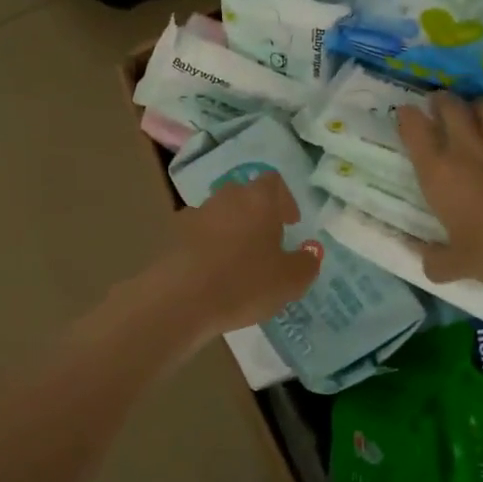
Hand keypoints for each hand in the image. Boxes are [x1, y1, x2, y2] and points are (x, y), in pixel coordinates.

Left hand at [149, 172, 320, 336]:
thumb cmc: (244, 283)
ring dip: (230, 230)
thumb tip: (310, 251)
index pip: (273, 182)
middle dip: (256, 214)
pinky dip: (207, 247)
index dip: (284, 200)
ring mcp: (194, 214)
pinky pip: (197, 235)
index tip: (290, 224)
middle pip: (243, 196)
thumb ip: (306, 263)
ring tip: (237, 261)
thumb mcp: (290, 281)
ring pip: (218, 215)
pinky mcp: (172, 236)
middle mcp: (225, 198)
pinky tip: (211, 273)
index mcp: (258, 200)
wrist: (180, 299)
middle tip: (266, 243)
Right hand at [398, 94, 482, 293]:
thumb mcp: (462, 265)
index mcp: (440, 172)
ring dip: (476, 106)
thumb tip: (426, 260)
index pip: (415, 129)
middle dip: (441, 102)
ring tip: (476, 116)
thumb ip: (438, 261)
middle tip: (439, 107)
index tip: (405, 114)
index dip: (407, 117)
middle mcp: (468, 146)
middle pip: (450, 105)